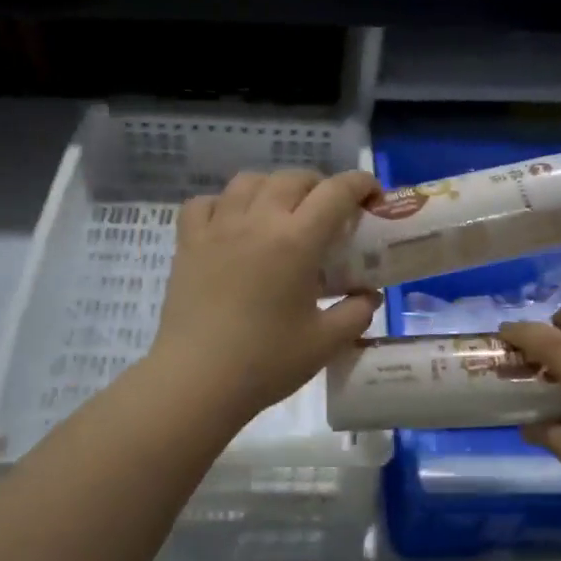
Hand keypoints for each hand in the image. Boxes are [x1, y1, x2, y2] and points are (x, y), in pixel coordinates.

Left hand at [152, 169, 381, 421]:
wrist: (197, 381)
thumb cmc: (266, 362)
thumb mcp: (326, 343)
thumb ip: (356, 314)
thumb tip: (370, 297)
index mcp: (296, 241)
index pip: (336, 192)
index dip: (361, 184)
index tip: (372, 196)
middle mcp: (257, 221)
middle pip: (292, 179)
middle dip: (319, 186)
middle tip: (330, 213)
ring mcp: (217, 228)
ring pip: (248, 181)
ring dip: (273, 187)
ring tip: (282, 212)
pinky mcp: (188, 243)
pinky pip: (205, 203)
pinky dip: (224, 203)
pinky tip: (231, 223)